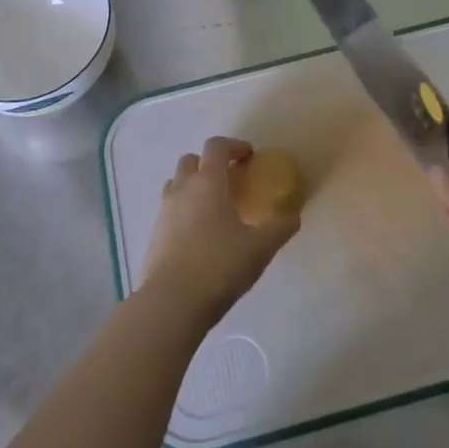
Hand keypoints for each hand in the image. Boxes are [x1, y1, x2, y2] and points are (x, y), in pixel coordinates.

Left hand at [143, 137, 298, 324]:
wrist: (173, 301)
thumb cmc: (220, 265)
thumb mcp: (260, 248)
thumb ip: (280, 228)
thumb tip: (294, 217)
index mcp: (208, 183)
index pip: (216, 146)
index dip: (233, 146)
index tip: (249, 157)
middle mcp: (182, 189)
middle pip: (191, 160)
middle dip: (210, 164)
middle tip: (229, 181)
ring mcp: (164, 211)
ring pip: (176, 184)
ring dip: (193, 186)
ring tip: (213, 207)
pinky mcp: (154, 235)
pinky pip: (169, 210)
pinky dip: (183, 212)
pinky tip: (199, 235)